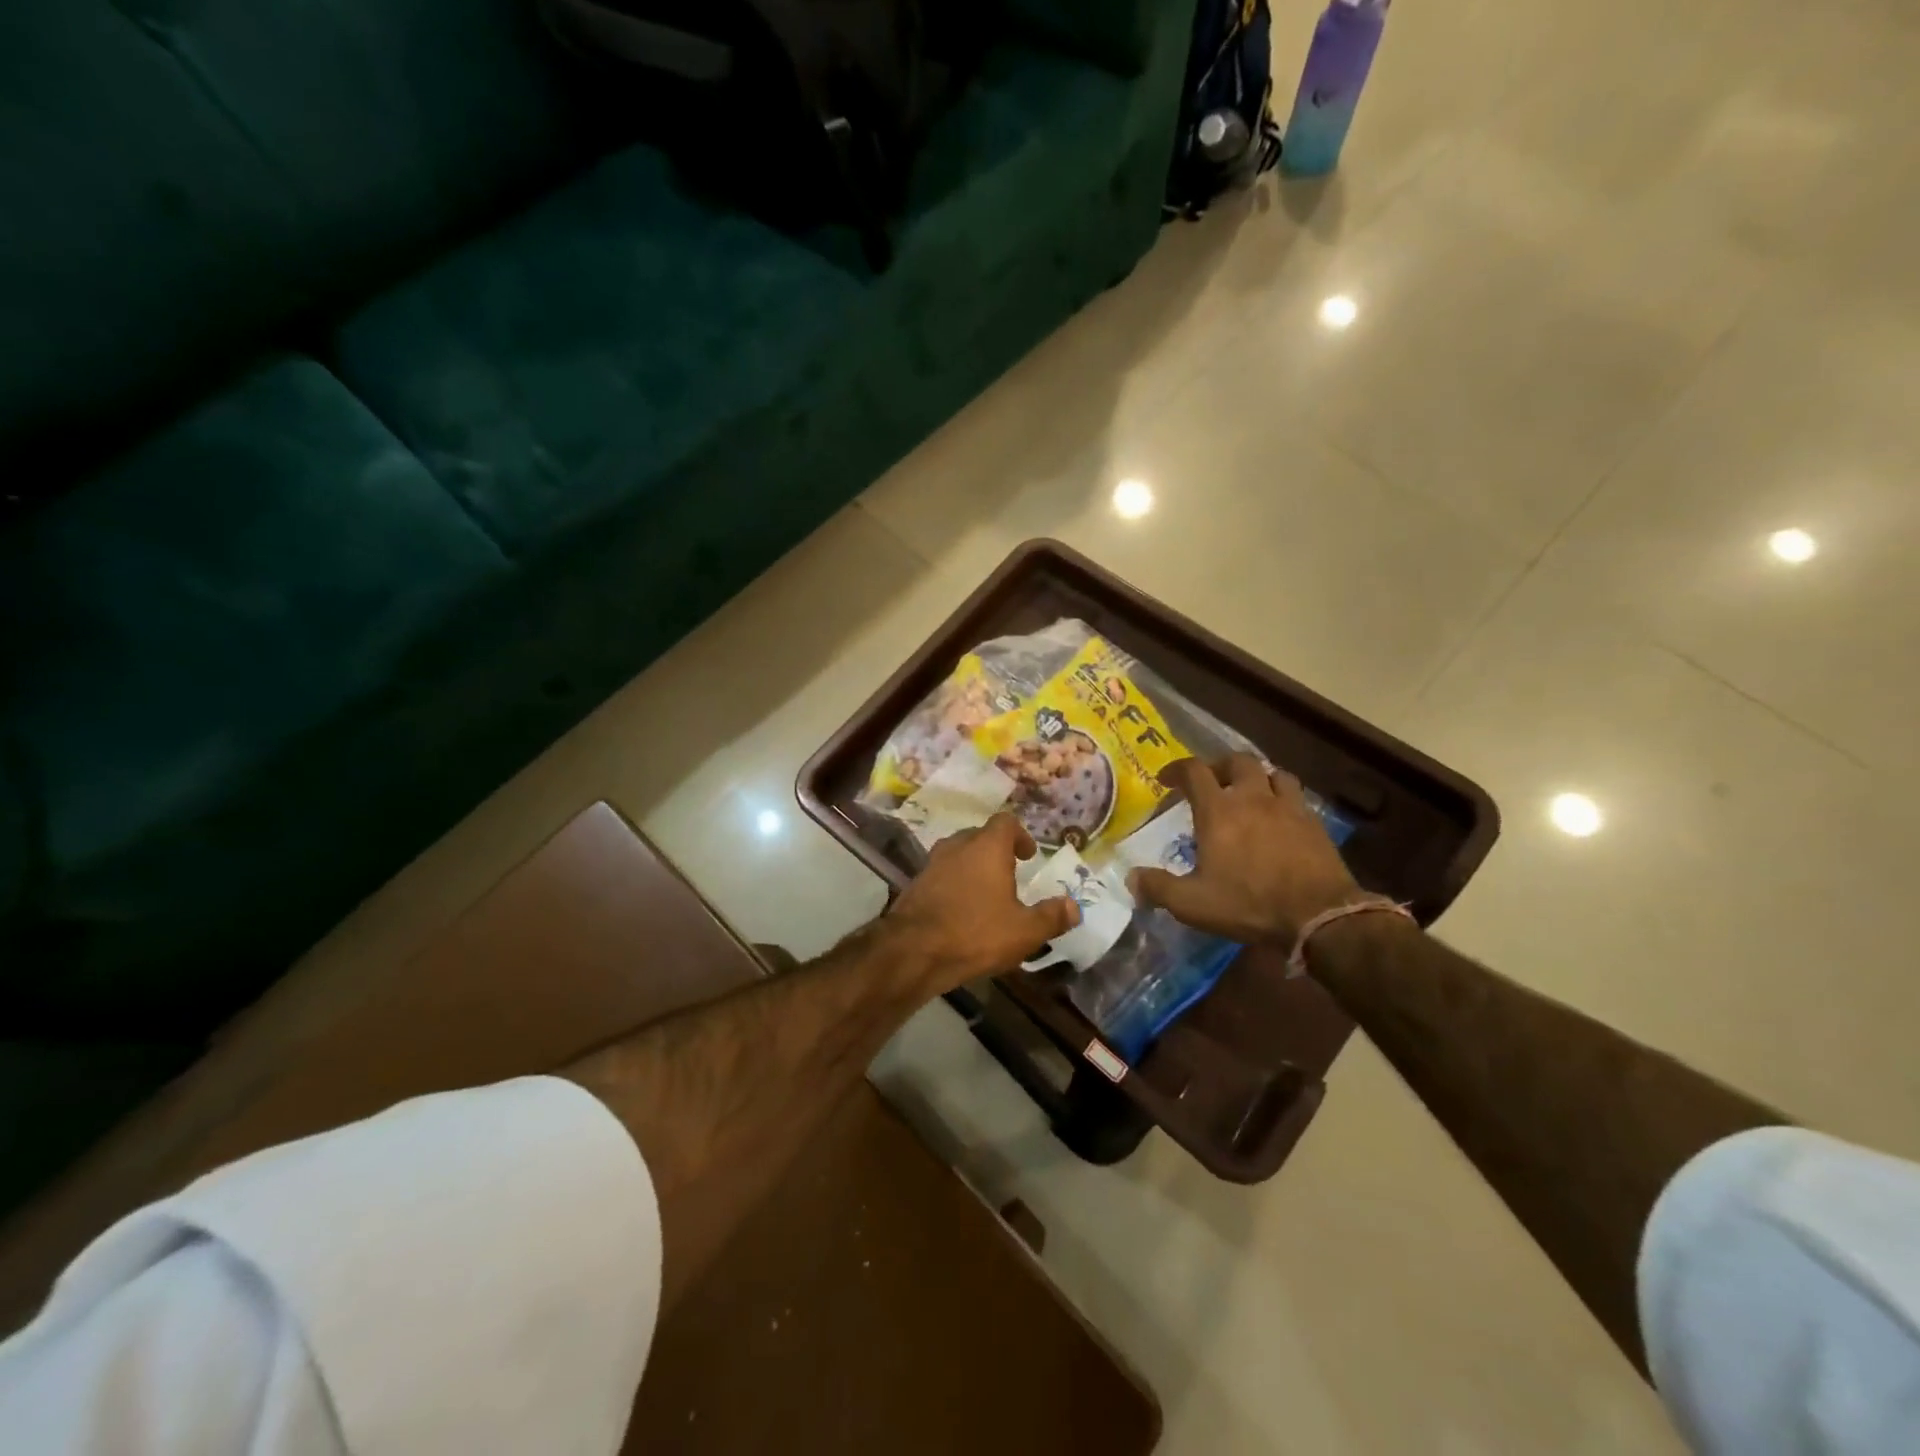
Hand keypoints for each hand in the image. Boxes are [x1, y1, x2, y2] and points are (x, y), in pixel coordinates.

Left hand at [886, 813, 1079, 992]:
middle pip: (980, 836)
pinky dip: (954, 884)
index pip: (1005, 822)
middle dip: (996, 851)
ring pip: (958, 854)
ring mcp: (932, 863)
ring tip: (986, 893)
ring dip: (973, 867)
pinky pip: (941, 874)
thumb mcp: (1024, 931)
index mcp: (987, 847)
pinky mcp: (915, 884)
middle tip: (1010, 874)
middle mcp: (958, 846)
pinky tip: (960, 910)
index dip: (1020, 835)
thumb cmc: (975, 933)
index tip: (1028, 856)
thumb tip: (1074, 907)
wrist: (913, 951)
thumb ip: (1051, 917)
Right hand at [1128, 755, 1361, 944]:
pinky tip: (1280, 815)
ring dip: (1256, 777)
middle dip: (1219, 767)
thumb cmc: (1249, 903)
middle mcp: (1252, 798)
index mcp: (1218, 811)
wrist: (1319, 914)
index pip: (1193, 771)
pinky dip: (1283, 796)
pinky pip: (1296, 795)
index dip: (1176, 770)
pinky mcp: (1313, 822)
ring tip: (1249, 793)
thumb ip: (1158, 888)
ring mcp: (1287, 807)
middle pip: (1237, 761)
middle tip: (1211, 783)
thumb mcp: (1192, 904)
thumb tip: (1131, 879)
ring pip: (1272, 772)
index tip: (1166, 780)